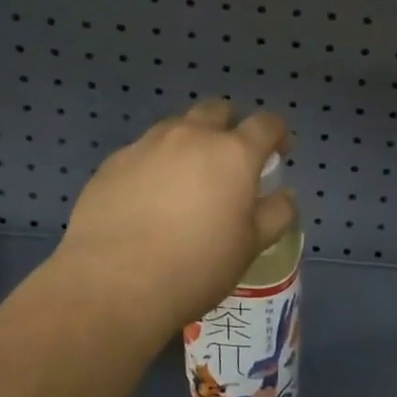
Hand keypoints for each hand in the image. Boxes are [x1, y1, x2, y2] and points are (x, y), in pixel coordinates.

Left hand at [41, 99, 295, 347]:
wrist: (112, 285)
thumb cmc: (196, 266)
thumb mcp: (251, 247)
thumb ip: (276, 214)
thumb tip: (284, 195)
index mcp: (233, 153)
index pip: (266, 124)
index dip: (277, 135)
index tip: (277, 154)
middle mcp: (191, 136)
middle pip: (217, 111)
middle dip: (229, 128)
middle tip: (229, 162)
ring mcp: (147, 146)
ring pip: (177, 127)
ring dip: (190, 142)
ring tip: (186, 181)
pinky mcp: (112, 163)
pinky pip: (143, 152)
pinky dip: (155, 165)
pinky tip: (148, 200)